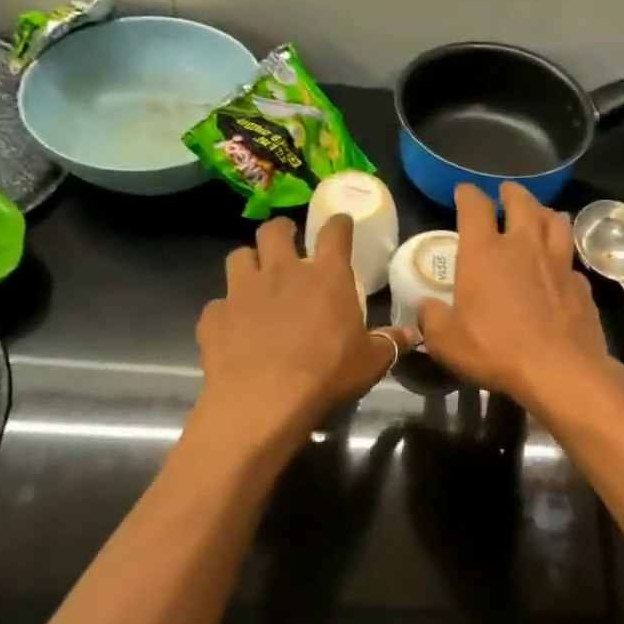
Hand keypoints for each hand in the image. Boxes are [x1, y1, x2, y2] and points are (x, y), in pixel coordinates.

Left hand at [195, 215, 412, 444]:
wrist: (264, 401)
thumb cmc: (327, 375)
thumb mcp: (370, 362)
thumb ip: (388, 343)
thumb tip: (409, 335)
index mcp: (325, 276)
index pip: (334, 233)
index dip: (338, 223)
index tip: (340, 223)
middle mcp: (281, 272)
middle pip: (275, 231)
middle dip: (282, 229)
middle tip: (287, 239)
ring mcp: (242, 291)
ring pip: (239, 257)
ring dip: (249, 262)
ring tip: (255, 277)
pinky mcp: (214, 315)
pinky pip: (219, 304)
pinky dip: (227, 311)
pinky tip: (234, 328)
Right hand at [419, 182, 611, 406]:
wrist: (559, 369)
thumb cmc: (496, 350)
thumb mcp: (446, 342)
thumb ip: (432, 319)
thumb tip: (427, 308)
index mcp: (484, 253)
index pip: (474, 207)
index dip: (468, 194)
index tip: (464, 191)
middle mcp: (524, 247)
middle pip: (522, 203)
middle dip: (512, 193)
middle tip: (507, 192)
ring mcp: (558, 263)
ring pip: (557, 222)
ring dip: (546, 213)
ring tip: (541, 215)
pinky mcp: (581, 285)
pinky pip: (571, 261)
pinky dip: (564, 258)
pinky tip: (561, 267)